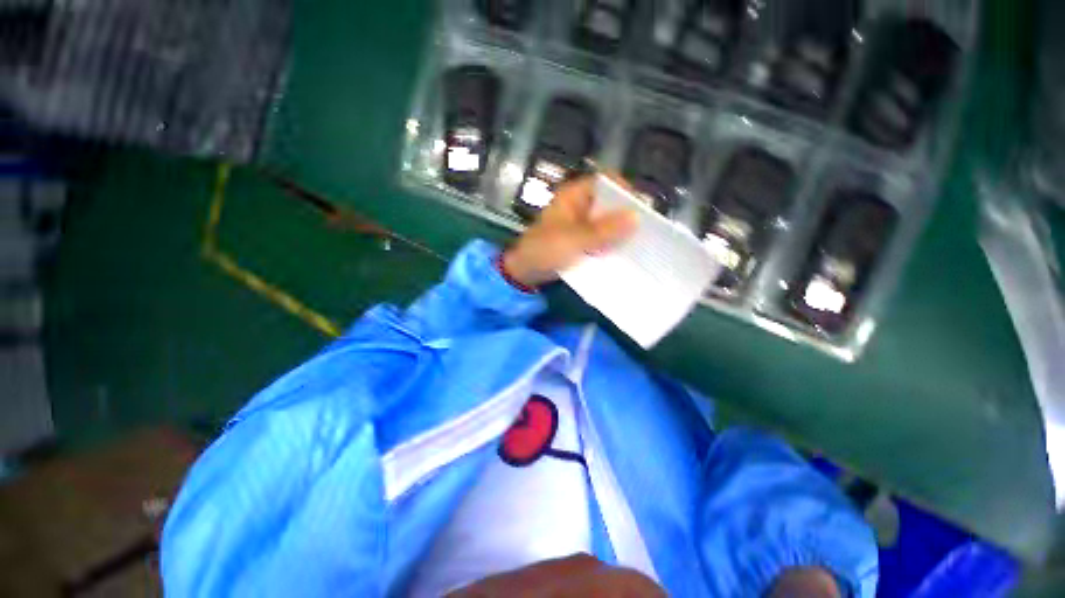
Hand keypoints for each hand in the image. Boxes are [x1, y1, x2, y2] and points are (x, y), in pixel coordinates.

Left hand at [502, 176, 637, 287]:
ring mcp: (580, 223)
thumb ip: (603, 231)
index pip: (606, 182)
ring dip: (620, 230)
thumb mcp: (573, 240)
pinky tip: (623, 251)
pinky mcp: (581, 239)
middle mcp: (579, 204)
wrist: (523, 272)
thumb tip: (636, 217)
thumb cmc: (544, 250)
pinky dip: (610, 242)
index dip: (625, 191)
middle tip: (645, 230)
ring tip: (640, 242)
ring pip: (606, 221)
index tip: (641, 209)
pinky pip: (601, 236)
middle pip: (609, 202)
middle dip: (626, 214)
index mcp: (573, 195)